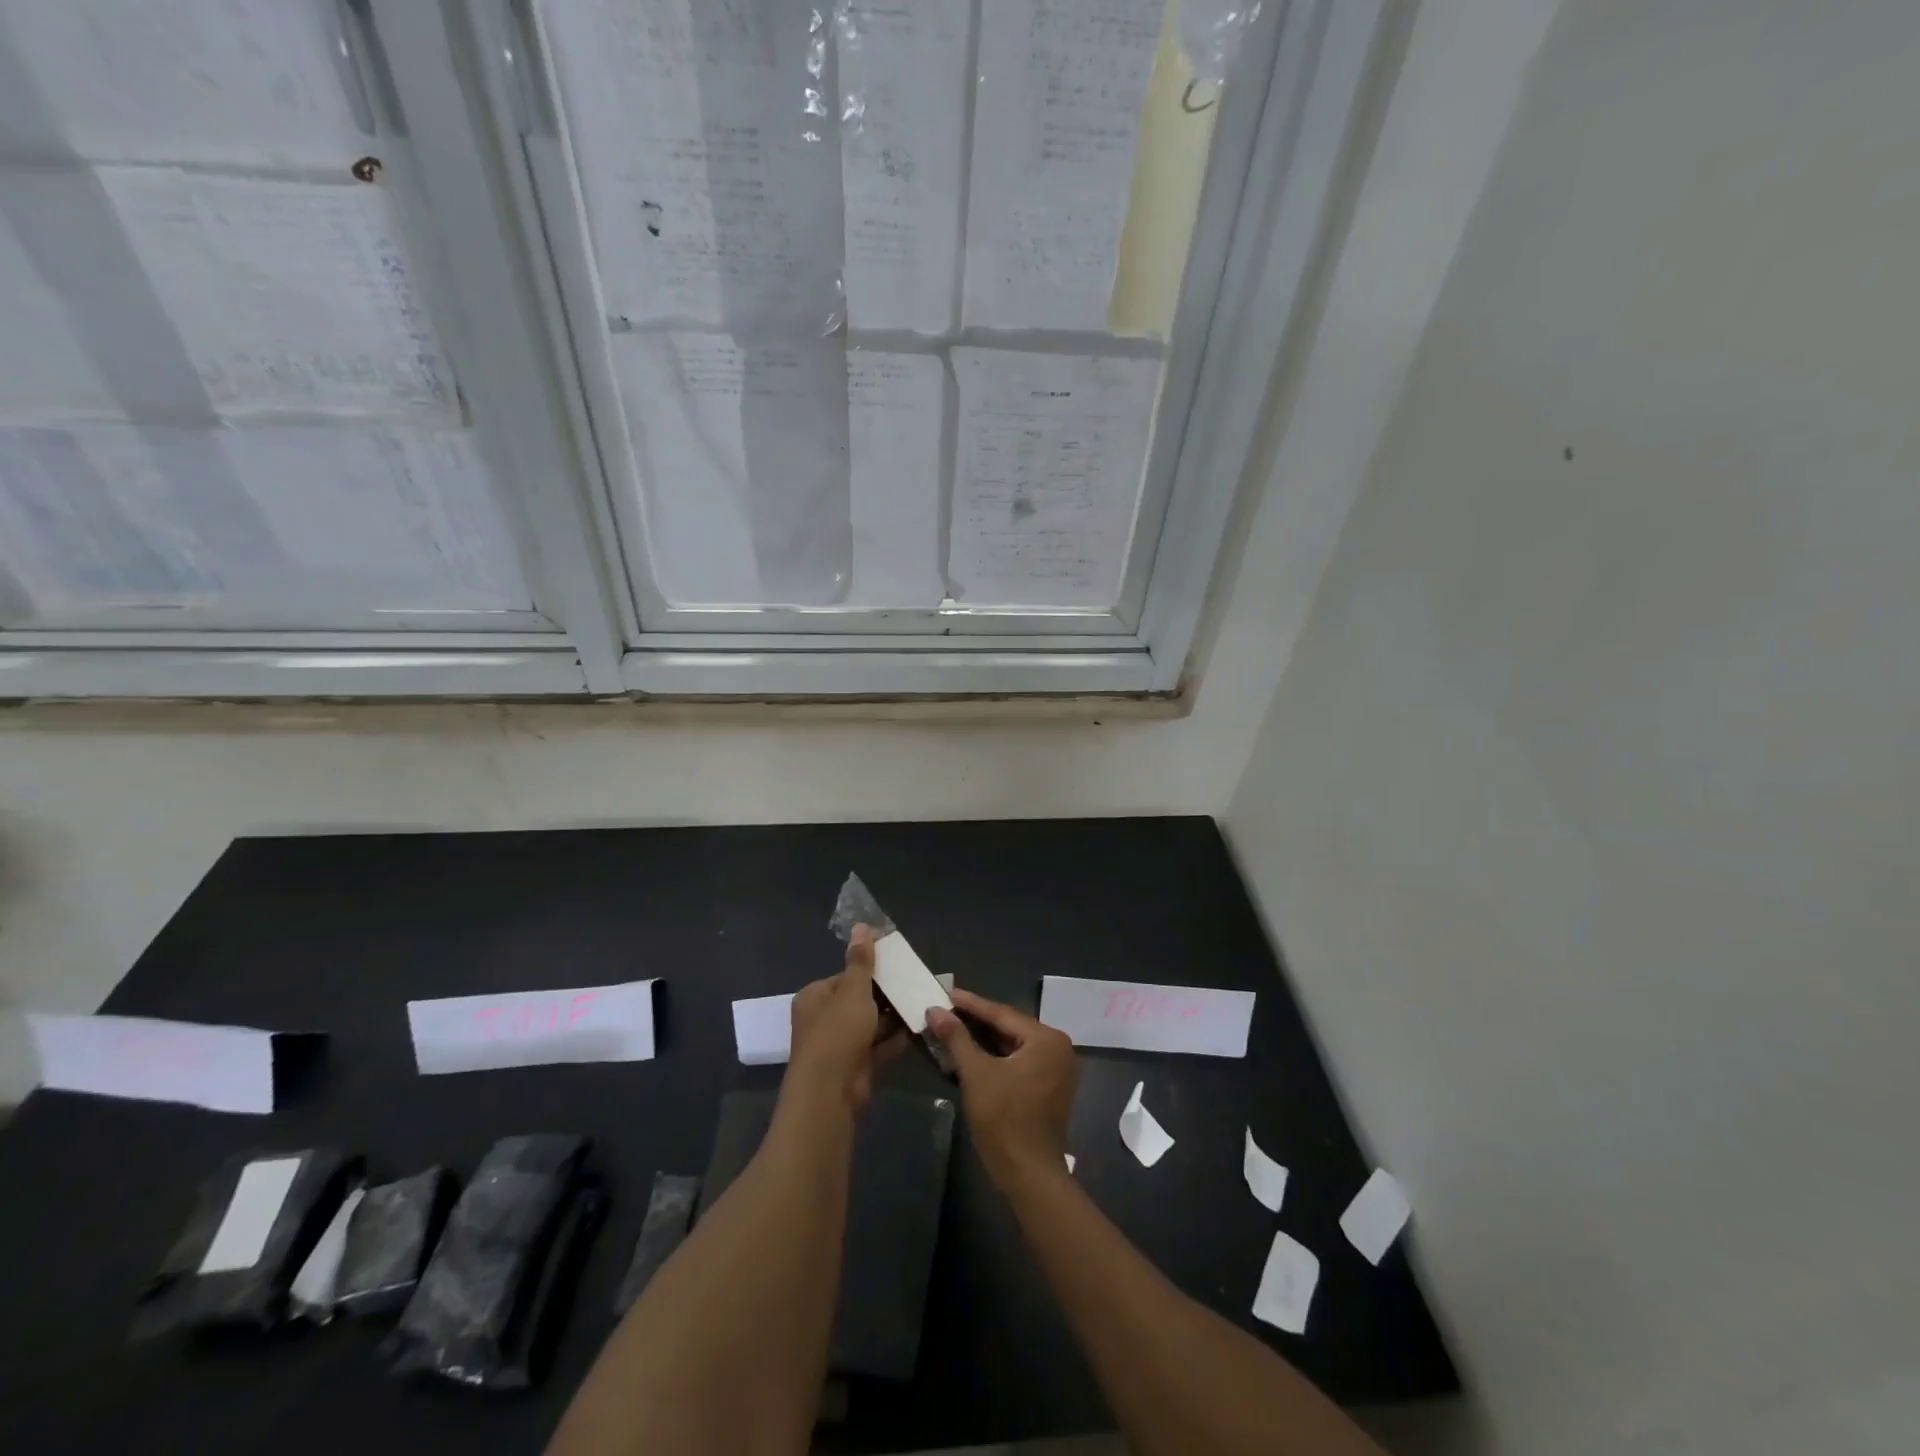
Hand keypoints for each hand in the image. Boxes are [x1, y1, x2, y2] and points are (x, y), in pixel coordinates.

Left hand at [786, 925, 904, 1113]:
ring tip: (921, 1003)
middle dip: (885, 995)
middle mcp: (823, 1020)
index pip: (845, 977)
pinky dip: (894, 1040)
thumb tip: (861, 926)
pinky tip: (917, 1029)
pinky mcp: (855, 1067)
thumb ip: (861, 961)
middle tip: (914, 984)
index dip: (870, 972)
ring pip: (870, 1024)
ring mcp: (839, 1046)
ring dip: (892, 1018)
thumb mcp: (853, 991)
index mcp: (815, 997)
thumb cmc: (838, 1033)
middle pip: (858, 1001)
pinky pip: (877, 1047)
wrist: (831, 1093)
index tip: (897, 967)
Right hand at [928, 989, 1077, 1187]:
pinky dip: (997, 1056)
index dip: (970, 1004)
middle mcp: (1059, 1048)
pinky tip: (973, 1052)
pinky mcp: (1051, 1087)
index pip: (1002, 1014)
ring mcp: (1058, 1069)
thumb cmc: (1004, 1120)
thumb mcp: (976, 1074)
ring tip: (955, 1027)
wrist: (1029, 1175)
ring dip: (985, 1039)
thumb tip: (935, 1010)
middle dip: (977, 1020)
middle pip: (1010, 1027)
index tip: (946, 993)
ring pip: (1014, 1045)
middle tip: (947, 1009)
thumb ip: (956, 1038)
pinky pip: (1020, 1060)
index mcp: (1047, 1039)